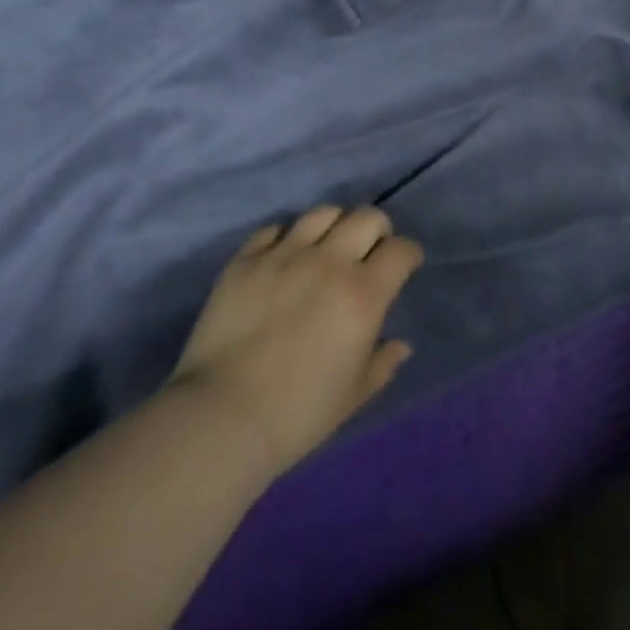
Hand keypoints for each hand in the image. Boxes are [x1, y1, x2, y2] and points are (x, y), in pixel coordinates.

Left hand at [169, 206, 422, 478]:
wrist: (222, 417)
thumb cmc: (298, 414)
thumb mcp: (353, 396)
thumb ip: (382, 364)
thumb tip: (400, 345)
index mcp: (363, 294)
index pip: (401, 250)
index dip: (408, 256)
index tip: (404, 267)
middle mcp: (329, 262)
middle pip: (367, 217)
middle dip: (377, 230)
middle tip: (369, 253)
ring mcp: (284, 255)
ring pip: (323, 213)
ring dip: (334, 226)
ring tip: (327, 247)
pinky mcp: (246, 259)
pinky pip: (274, 229)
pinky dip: (286, 238)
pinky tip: (284, 258)